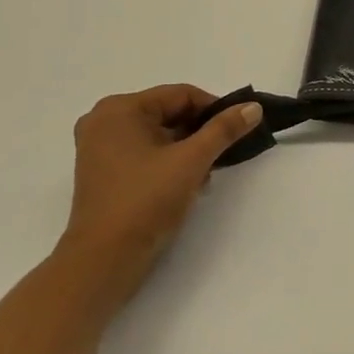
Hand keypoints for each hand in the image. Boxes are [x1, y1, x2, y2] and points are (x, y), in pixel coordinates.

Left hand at [59, 85, 263, 270]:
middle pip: (169, 114)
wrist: (105, 258)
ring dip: (188, 151)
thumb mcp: (192, 160)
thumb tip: (253, 107)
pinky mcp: (104, 172)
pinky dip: (169, 163)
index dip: (214, 110)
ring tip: (204, 177)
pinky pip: (145, 153)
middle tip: (223, 156)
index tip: (238, 130)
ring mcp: (100, 148)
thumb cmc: (146, 200)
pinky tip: (186, 185)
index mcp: (119, 109)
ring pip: (160, 136)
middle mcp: (104, 121)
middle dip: (200, 134)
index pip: (180, 95)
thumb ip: (224, 130)